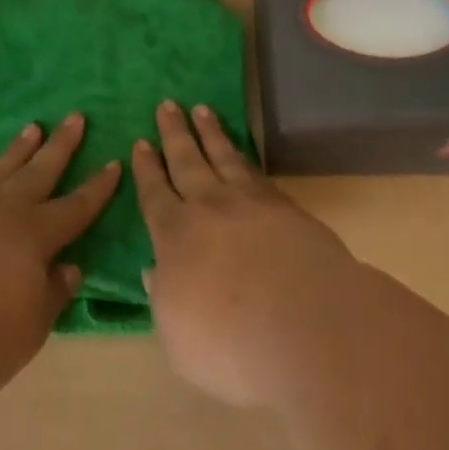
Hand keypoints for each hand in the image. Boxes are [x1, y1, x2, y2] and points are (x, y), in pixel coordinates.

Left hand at [0, 114, 120, 401]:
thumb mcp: (26, 334)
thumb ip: (52, 297)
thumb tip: (71, 266)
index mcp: (34, 237)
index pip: (75, 207)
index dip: (97, 188)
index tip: (114, 162)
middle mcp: (3, 213)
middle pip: (39, 172)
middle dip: (61, 146)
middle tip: (76, 116)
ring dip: (18, 150)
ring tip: (33, 127)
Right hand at [133, 101, 360, 408]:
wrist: (307, 324)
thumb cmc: (232, 345)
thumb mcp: (178, 338)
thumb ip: (164, 298)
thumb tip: (153, 269)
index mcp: (175, 236)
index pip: (155, 194)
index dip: (147, 169)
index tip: (141, 143)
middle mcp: (209, 207)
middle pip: (187, 161)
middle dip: (175, 133)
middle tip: (167, 104)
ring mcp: (250, 202)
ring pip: (223, 156)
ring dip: (210, 132)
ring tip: (201, 109)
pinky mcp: (285, 206)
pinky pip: (255, 171)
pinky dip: (243, 155)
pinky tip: (241, 152)